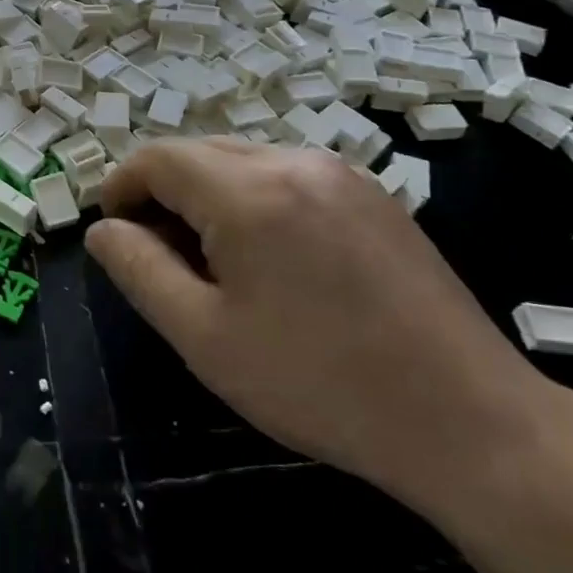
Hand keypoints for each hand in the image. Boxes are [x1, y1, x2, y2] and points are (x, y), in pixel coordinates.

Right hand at [85, 140, 558, 513]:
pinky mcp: (373, 194)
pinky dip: (254, 198)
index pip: (159, 158)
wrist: (469, 420)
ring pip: (245, 160)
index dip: (121, 185)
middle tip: (155, 253)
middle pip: (200, 152)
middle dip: (163, 191)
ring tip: (210, 260)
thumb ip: (140, 271)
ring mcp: (342, 173)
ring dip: (208, 194)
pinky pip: (289, 175)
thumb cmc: (319, 383)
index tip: (111, 229)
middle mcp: (295, 161)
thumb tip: (103, 231)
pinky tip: (268, 257)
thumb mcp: (205, 337)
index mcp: (250, 191)